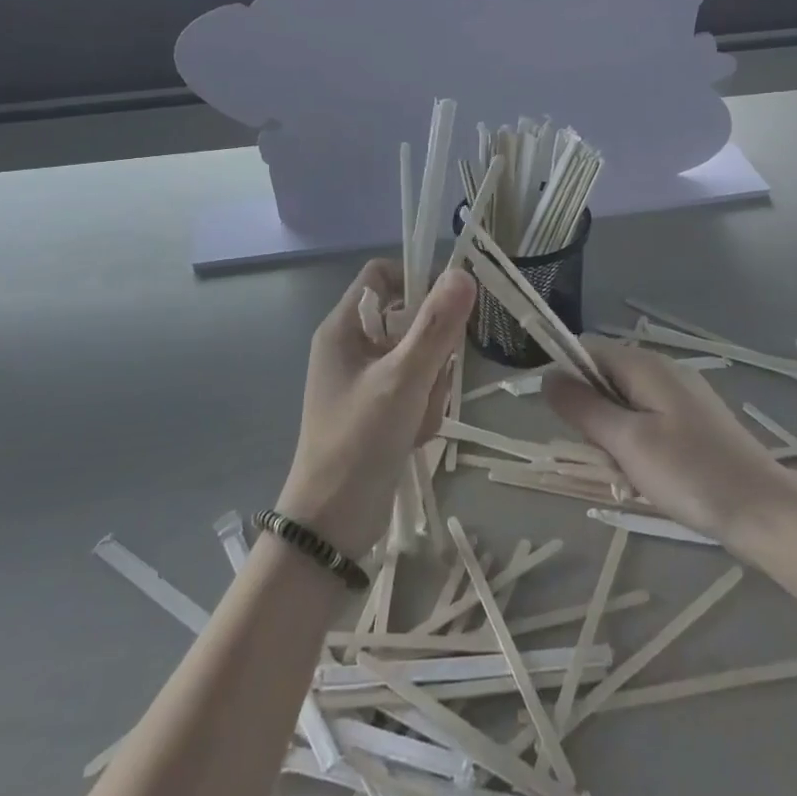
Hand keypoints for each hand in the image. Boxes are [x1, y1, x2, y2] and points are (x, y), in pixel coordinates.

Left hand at [278, 260, 475, 557]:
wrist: (333, 522)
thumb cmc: (360, 441)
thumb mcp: (403, 379)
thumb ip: (435, 326)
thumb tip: (462, 273)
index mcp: (342, 327)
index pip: (381, 274)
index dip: (416, 280)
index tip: (449, 306)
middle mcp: (350, 346)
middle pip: (408, 318)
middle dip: (431, 350)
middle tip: (432, 379)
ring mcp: (364, 379)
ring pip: (418, 357)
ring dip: (430, 386)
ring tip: (417, 417)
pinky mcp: (376, 408)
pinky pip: (414, 388)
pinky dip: (422, 408)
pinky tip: (414, 435)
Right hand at [545, 339, 796, 544]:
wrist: (766, 512)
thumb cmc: (691, 474)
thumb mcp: (627, 442)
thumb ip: (583, 407)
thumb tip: (546, 376)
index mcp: (645, 365)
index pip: (586, 350)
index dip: (565, 376)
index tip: (562, 420)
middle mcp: (663, 370)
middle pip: (604, 378)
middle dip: (593, 416)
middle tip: (606, 456)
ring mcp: (682, 396)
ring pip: (624, 405)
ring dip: (614, 437)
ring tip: (629, 475)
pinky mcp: (694, 423)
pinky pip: (647, 423)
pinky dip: (637, 446)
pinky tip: (650, 479)